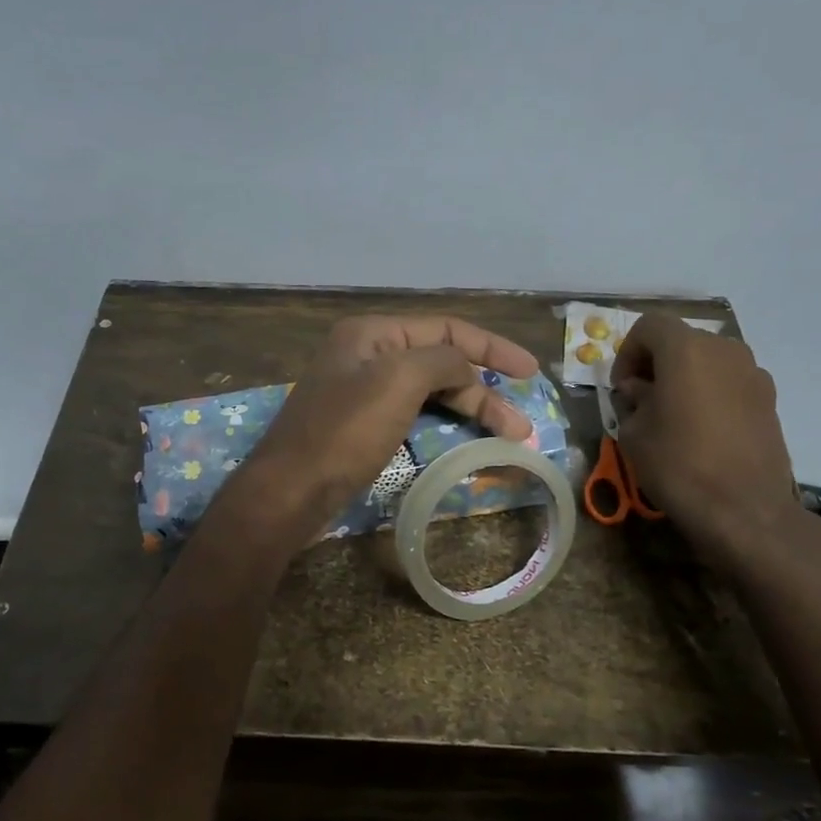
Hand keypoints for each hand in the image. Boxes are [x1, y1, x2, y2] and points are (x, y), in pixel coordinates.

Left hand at [227, 315, 538, 540]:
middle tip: (519, 425)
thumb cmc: (343, 432)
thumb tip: (466, 372)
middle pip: (440, 362)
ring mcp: (362, 392)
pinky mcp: (362, 426)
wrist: (289, 491)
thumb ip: (442, 361)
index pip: (446, 329)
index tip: (530, 372)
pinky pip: (414, 415)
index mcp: (372, 333)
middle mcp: (367, 355)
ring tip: (505, 435)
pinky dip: (443, 424)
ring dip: (468, 409)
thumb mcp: (398, 381)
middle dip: (483, 390)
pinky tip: (464, 439)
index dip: (492, 348)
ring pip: (429, 391)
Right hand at [611, 314, 804, 564]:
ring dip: (685, 378)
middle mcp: (725, 350)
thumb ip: (634, 401)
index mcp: (687, 350)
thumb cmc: (678, 464)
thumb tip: (641, 391)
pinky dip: (710, 394)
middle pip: (681, 341)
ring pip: (708, 361)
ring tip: (672, 416)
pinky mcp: (770, 400)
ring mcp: (754, 373)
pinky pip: (729, 383)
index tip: (622, 388)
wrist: (744, 509)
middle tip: (642, 399)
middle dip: (656, 363)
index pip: (649, 326)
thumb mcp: (634, 433)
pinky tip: (702, 431)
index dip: (627, 352)